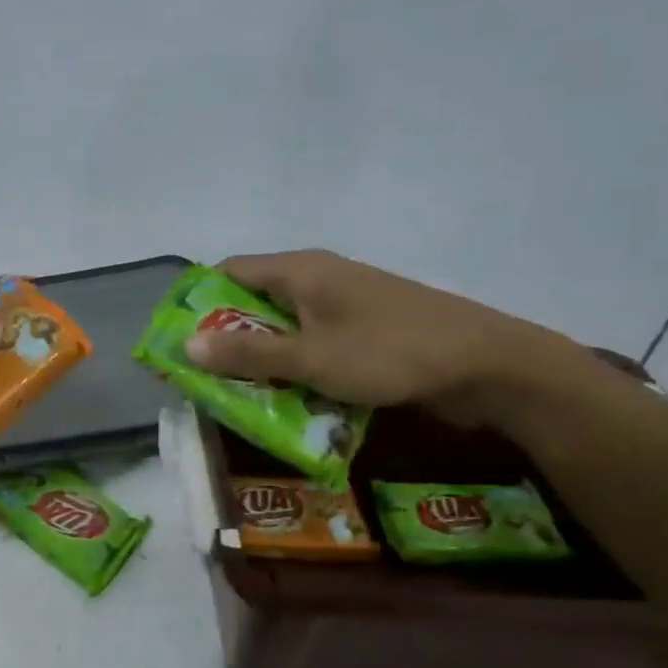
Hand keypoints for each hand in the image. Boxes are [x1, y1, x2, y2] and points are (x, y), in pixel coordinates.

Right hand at [182, 250, 586, 426]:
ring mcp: (345, 304)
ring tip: (239, 394)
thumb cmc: (389, 353)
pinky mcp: (365, 329)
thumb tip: (186, 343)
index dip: (199, 302)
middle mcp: (319, 278)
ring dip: (262, 357)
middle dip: (227, 338)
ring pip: (284, 326)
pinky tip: (289, 396)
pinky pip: (313, 342)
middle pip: (254, 301)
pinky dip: (294, 365)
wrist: (487, 365)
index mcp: (301, 270)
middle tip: (204, 377)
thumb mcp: (310, 358)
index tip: (180, 340)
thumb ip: (248, 353)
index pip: (229, 272)